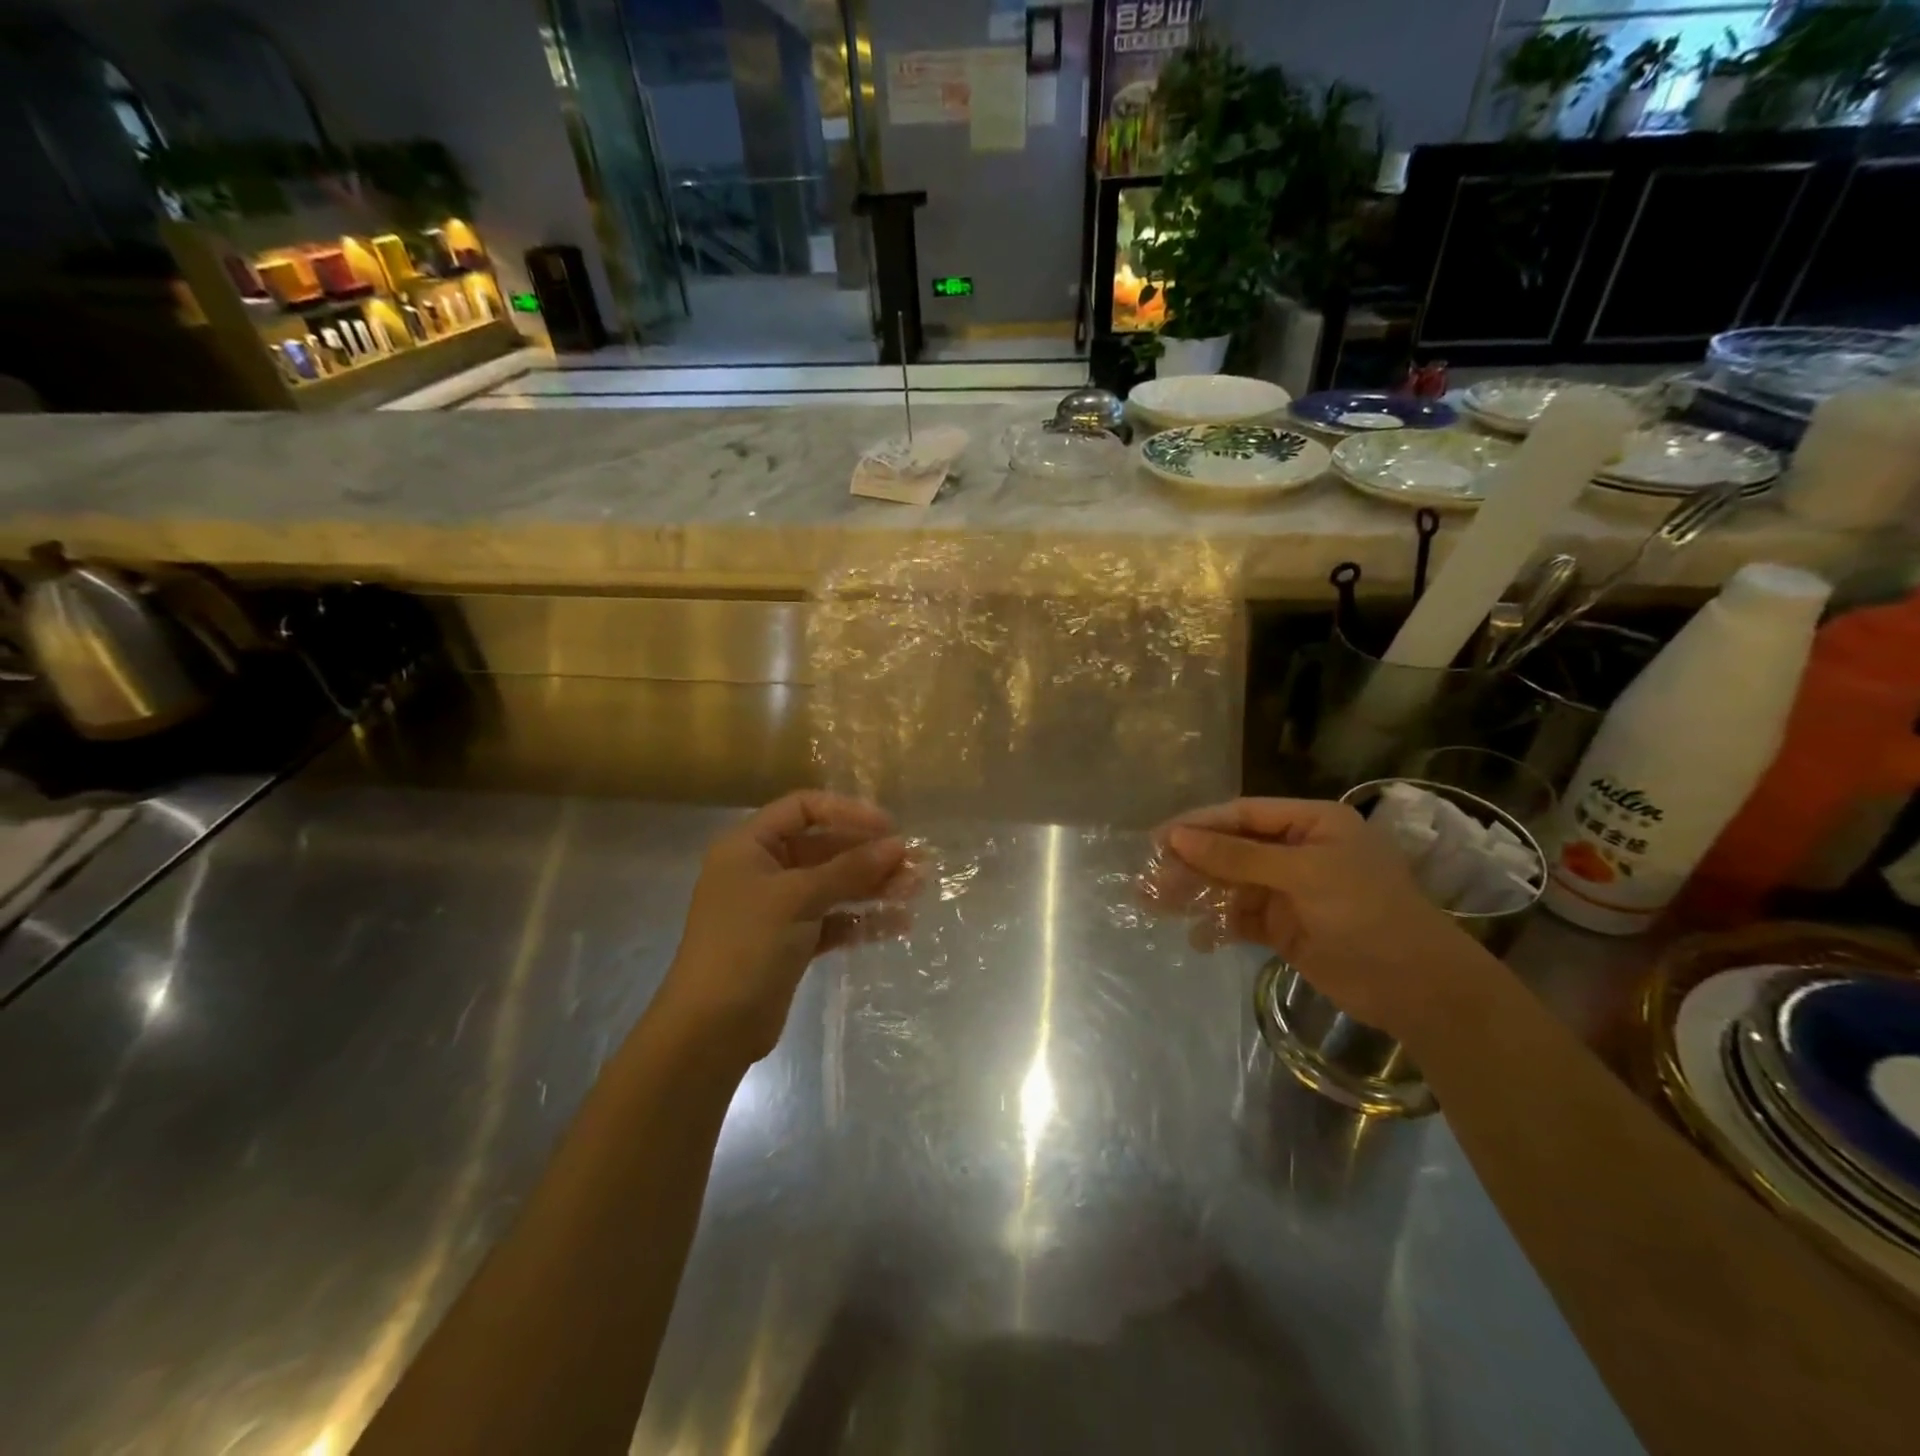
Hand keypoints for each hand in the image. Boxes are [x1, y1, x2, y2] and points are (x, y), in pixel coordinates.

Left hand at [657, 791, 914, 1063]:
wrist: (711, 1030)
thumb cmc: (746, 946)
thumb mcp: (798, 899)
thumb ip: (849, 869)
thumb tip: (898, 845)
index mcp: (750, 846)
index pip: (804, 809)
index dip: (847, 812)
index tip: (889, 828)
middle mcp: (764, 870)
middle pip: (824, 848)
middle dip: (869, 855)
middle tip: (916, 862)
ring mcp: (778, 909)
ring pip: (834, 886)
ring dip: (873, 886)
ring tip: (916, 889)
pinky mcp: (792, 942)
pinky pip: (834, 921)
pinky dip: (863, 921)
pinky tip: (899, 923)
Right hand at [1148, 797, 1496, 1043]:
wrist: (1418, 989)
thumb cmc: (1367, 913)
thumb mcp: (1303, 875)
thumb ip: (1238, 856)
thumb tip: (1177, 837)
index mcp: (1311, 824)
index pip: (1243, 815)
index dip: (1199, 825)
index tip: (1158, 839)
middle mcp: (1298, 851)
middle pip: (1232, 849)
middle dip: (1191, 863)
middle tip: (1150, 879)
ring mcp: (1290, 891)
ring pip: (1230, 884)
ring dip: (1197, 893)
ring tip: (1157, 906)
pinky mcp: (1285, 927)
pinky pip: (1241, 919)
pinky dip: (1218, 925)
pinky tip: (1198, 937)